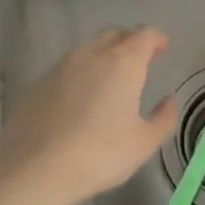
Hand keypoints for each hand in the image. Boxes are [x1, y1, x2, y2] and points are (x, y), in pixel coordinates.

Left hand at [0, 27, 178, 204]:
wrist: (35, 169)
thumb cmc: (99, 154)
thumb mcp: (143, 143)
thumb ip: (164, 118)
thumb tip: (169, 100)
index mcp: (123, 62)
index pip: (145, 35)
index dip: (156, 39)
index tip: (162, 48)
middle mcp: (92, 54)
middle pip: (115, 35)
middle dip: (130, 43)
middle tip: (139, 63)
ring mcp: (61, 66)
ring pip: (88, 49)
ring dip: (103, 57)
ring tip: (109, 81)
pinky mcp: (39, 82)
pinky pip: (66, 68)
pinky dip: (80, 74)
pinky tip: (78, 99)